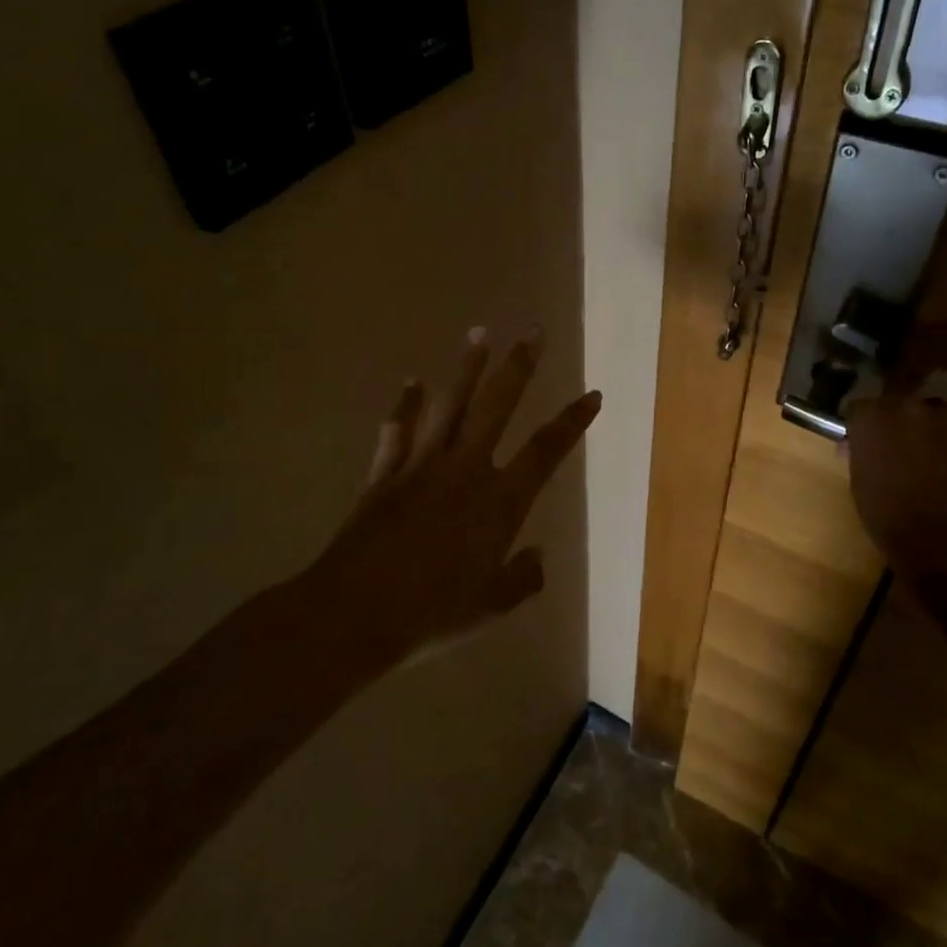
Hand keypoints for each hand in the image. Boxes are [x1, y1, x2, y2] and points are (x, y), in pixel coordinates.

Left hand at [313, 327, 600, 659]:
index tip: (592, 394)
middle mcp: (465, 470)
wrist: (354, 614)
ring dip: (466, 367)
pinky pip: (397, 430)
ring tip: (480, 331)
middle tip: (533, 331)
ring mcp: (421, 466)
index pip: (546, 451)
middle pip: (498, 406)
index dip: (572, 421)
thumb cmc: (431, 614)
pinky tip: (411, 381)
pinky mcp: (385, 474)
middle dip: (519, 366)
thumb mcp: (491, 607)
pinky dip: (404, 405)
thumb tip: (538, 555)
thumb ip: (522, 578)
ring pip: (449, 405)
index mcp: (499, 502)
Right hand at [845, 395, 946, 570]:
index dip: (863, 426)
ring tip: (931, 459)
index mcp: (870, 417)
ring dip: (929, 430)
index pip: (860, 409)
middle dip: (897, 424)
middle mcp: (906, 406)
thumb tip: (857, 446)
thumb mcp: (860, 480)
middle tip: (898, 451)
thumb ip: (861, 453)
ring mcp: (945, 416)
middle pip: (898, 406)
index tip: (865, 443)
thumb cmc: (887, 514)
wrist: (942, 537)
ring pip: (933, 415)